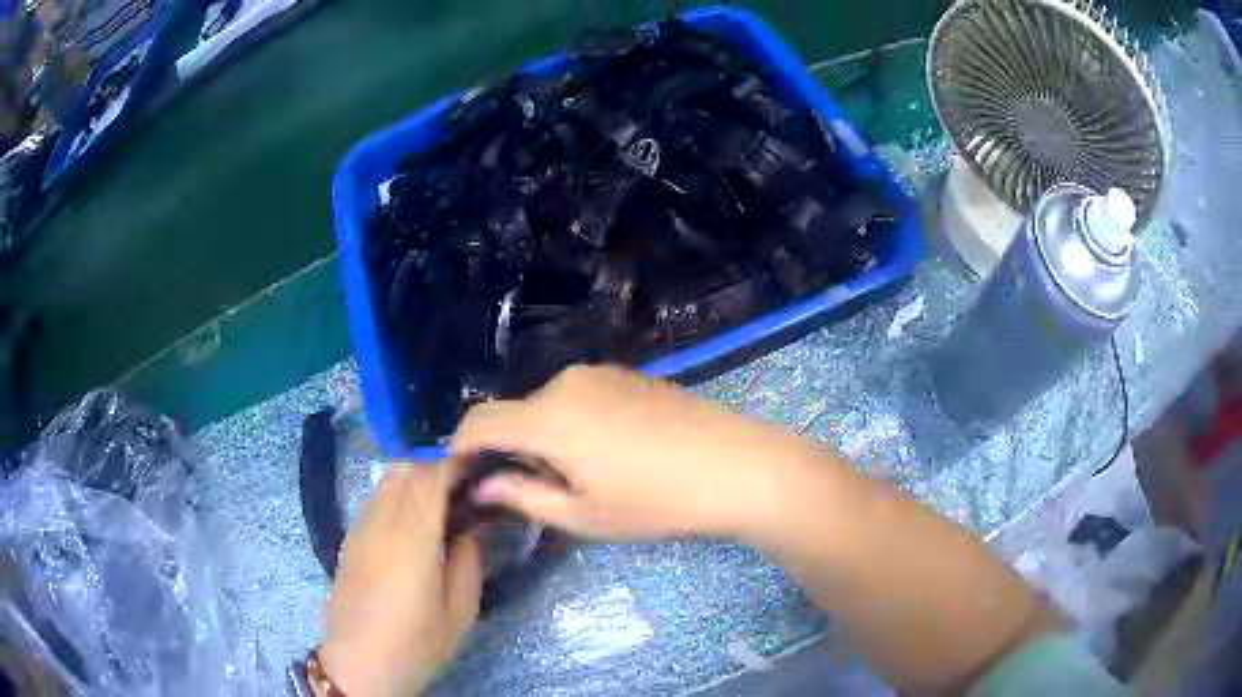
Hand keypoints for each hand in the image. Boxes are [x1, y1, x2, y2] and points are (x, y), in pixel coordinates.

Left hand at [319, 466, 481, 696]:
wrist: (358, 664)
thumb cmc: (415, 644)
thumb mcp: (459, 613)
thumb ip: (469, 563)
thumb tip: (473, 530)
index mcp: (412, 538)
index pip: (430, 476)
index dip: (456, 464)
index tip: (479, 468)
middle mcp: (382, 523)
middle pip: (405, 468)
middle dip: (436, 467)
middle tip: (463, 489)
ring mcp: (360, 529)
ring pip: (386, 481)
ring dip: (414, 480)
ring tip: (438, 506)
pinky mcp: (349, 540)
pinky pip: (374, 501)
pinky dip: (396, 497)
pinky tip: (410, 527)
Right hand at [451, 365, 824, 540]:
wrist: (737, 466)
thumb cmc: (657, 501)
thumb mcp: (584, 514)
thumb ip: (523, 496)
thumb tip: (485, 485)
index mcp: (549, 418)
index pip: (479, 422)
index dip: (460, 449)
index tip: (464, 477)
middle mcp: (567, 382)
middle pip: (516, 413)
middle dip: (511, 450)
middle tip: (537, 492)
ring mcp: (602, 373)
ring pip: (548, 405)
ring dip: (544, 437)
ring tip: (582, 477)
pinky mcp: (629, 375)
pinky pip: (580, 396)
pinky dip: (572, 423)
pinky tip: (611, 453)